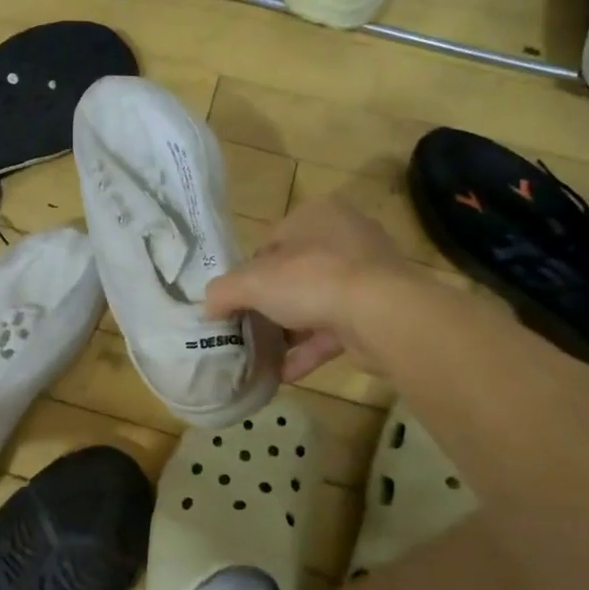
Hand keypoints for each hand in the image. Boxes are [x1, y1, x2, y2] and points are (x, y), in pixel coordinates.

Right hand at [205, 196, 410, 380]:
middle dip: (269, 304)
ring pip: (314, 303)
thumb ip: (223, 292)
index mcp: (315, 215)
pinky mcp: (377, 310)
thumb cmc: (312, 279)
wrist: (382, 314)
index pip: (270, 242)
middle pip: (292, 273)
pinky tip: (283, 375)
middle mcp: (344, 237)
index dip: (248, 273)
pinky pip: (334, 330)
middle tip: (247, 328)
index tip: (236, 301)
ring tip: (261, 356)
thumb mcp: (252, 282)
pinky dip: (308, 351)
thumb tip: (206, 307)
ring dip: (288, 331)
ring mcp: (365, 275)